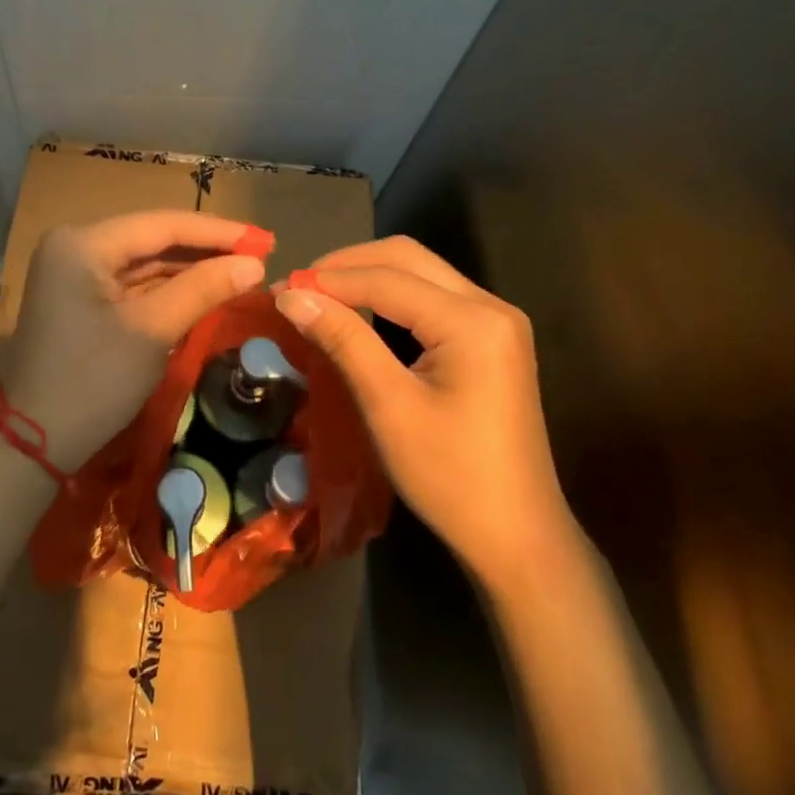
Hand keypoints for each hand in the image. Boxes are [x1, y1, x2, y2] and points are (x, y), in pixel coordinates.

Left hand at [1, 211, 268, 471]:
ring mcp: (74, 273)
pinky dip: (168, 288)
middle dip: (206, 249)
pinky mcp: (80, 300)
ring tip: (242, 271)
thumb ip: (203, 289)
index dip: (219, 232)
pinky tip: (205, 289)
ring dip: (190, 268)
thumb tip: (256, 265)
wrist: (34, 443)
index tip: (266, 240)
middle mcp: (75, 246)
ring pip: (144, 262)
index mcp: (83, 243)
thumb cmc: (92, 382)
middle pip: (153, 239)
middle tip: (260, 255)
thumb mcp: (152, 332)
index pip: (162, 225)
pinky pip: (132, 284)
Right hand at [273, 236, 568, 575]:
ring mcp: (497, 321)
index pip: (387, 278)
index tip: (278, 288)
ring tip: (320, 297)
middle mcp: (491, 306)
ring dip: (368, 277)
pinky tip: (361, 314)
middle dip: (348, 266)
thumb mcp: (388, 406)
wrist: (517, 535)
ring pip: (422, 273)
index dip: (328, 279)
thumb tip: (291, 295)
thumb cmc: (449, 476)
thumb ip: (343, 340)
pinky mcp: (493, 340)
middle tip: (299, 288)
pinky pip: (434, 298)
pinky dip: (392, 297)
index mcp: (472, 320)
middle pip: (408, 258)